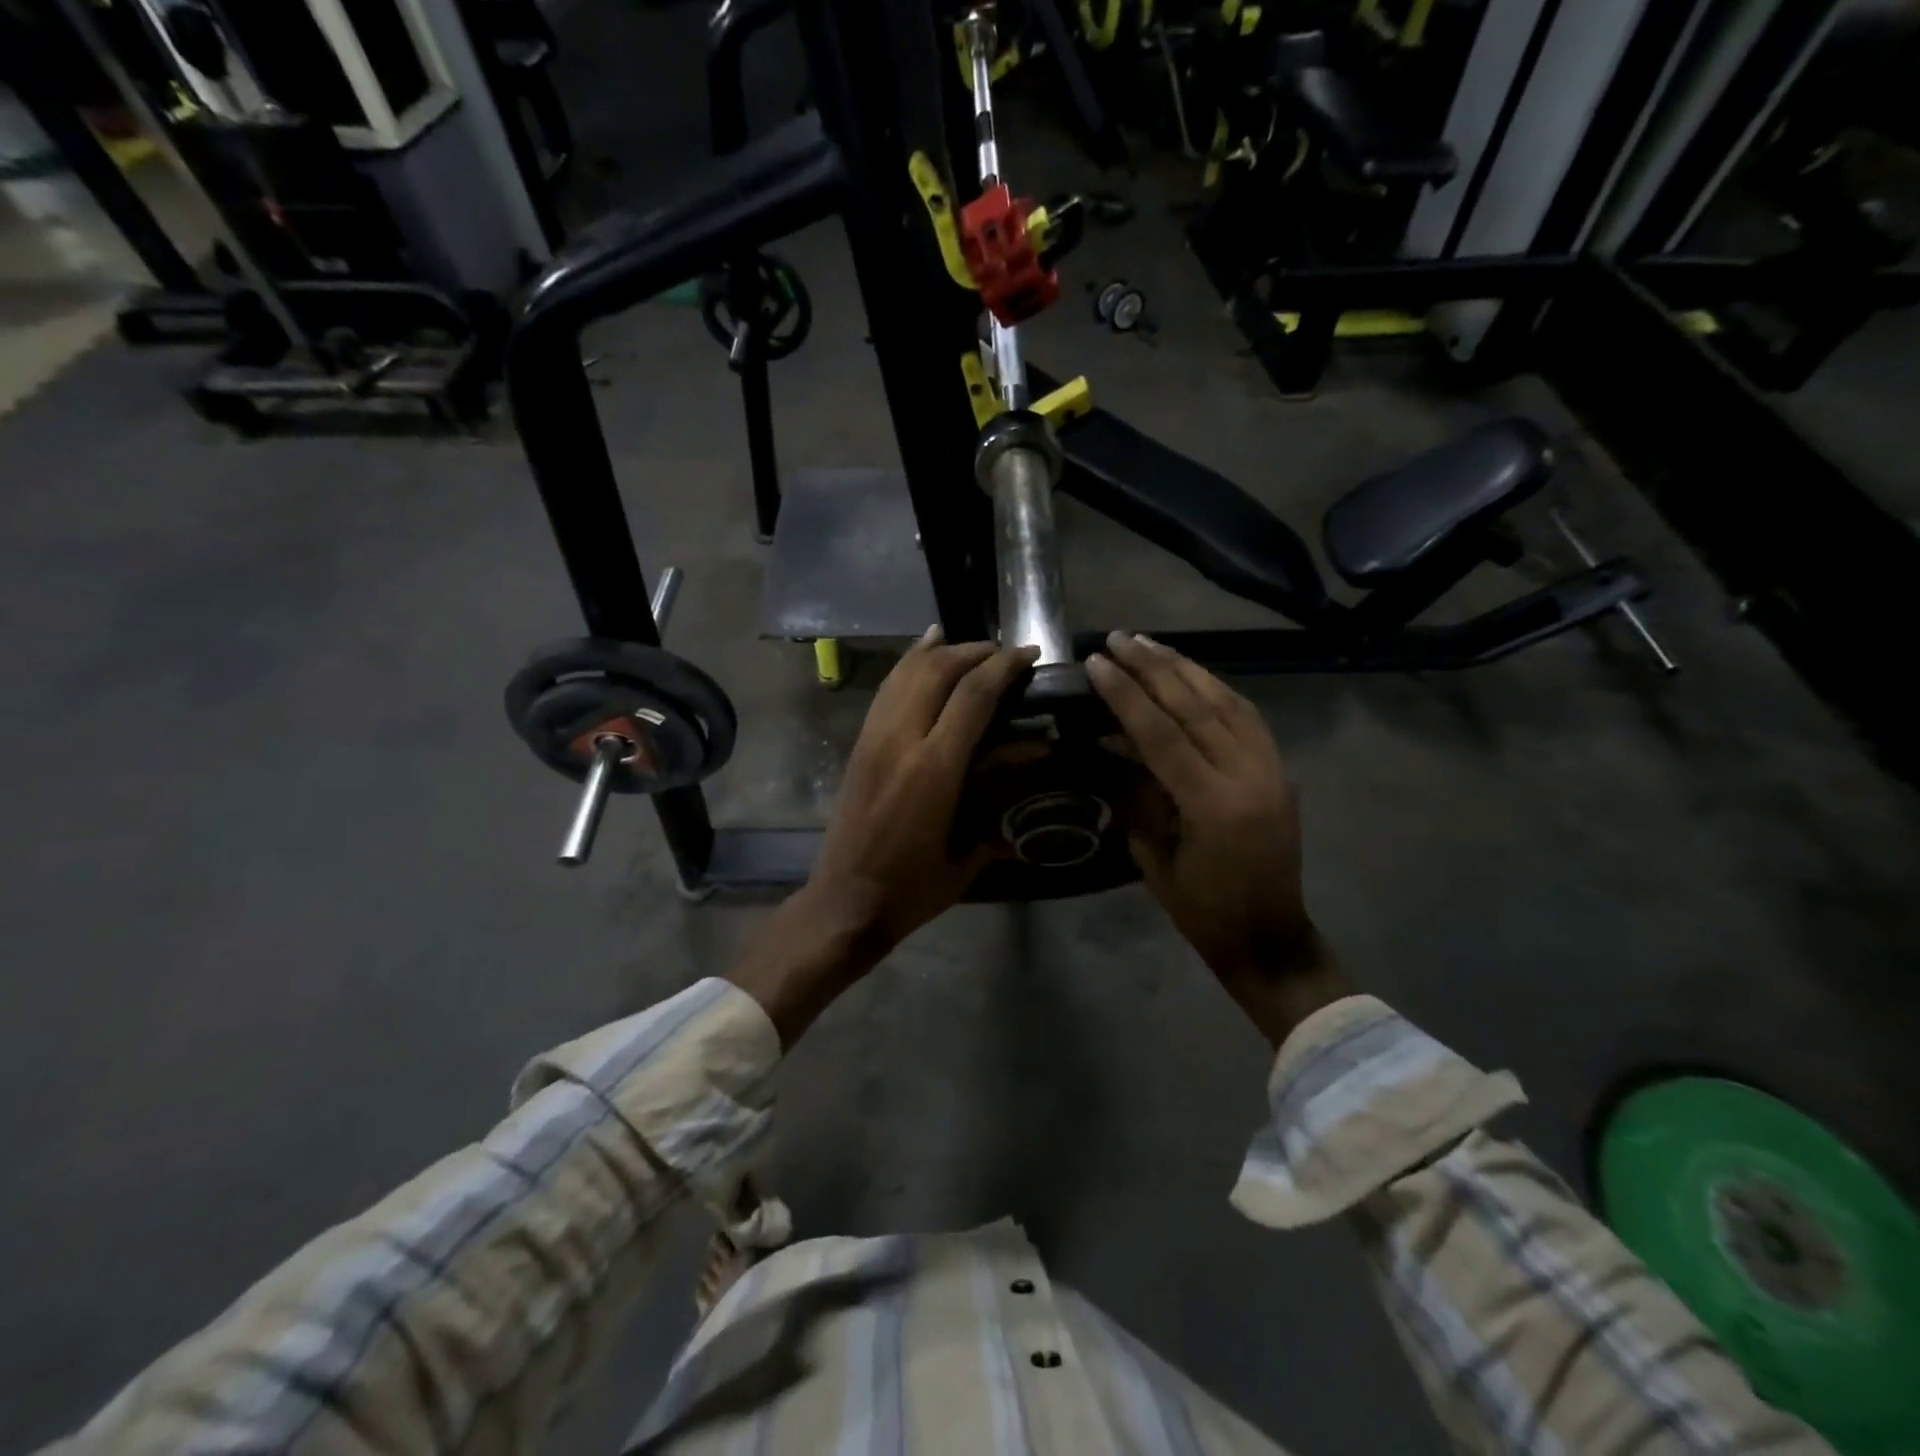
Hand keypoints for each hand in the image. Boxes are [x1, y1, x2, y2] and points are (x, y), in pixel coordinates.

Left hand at [731, 628, 1038, 1044]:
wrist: (846, 901)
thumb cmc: (914, 888)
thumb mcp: (969, 854)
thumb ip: (1001, 804)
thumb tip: (1034, 767)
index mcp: (934, 768)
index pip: (973, 695)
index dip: (1005, 666)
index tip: (1030, 654)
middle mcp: (901, 740)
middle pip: (938, 670)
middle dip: (975, 652)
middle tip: (1004, 653)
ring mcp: (874, 738)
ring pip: (906, 673)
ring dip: (941, 652)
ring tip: (970, 646)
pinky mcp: (859, 744)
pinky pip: (885, 690)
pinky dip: (908, 665)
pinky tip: (923, 652)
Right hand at [1087, 631, 1349, 1047]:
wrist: (1269, 936)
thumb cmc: (1202, 911)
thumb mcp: (1154, 859)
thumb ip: (1135, 797)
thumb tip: (1113, 745)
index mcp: (1213, 806)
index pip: (1163, 733)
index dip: (1126, 695)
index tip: (1097, 663)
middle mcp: (1249, 776)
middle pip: (1196, 706)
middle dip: (1154, 668)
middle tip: (1120, 639)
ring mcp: (1271, 769)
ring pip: (1227, 702)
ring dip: (1185, 668)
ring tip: (1150, 644)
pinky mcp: (1279, 770)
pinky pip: (1247, 716)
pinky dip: (1216, 688)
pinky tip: (1191, 673)